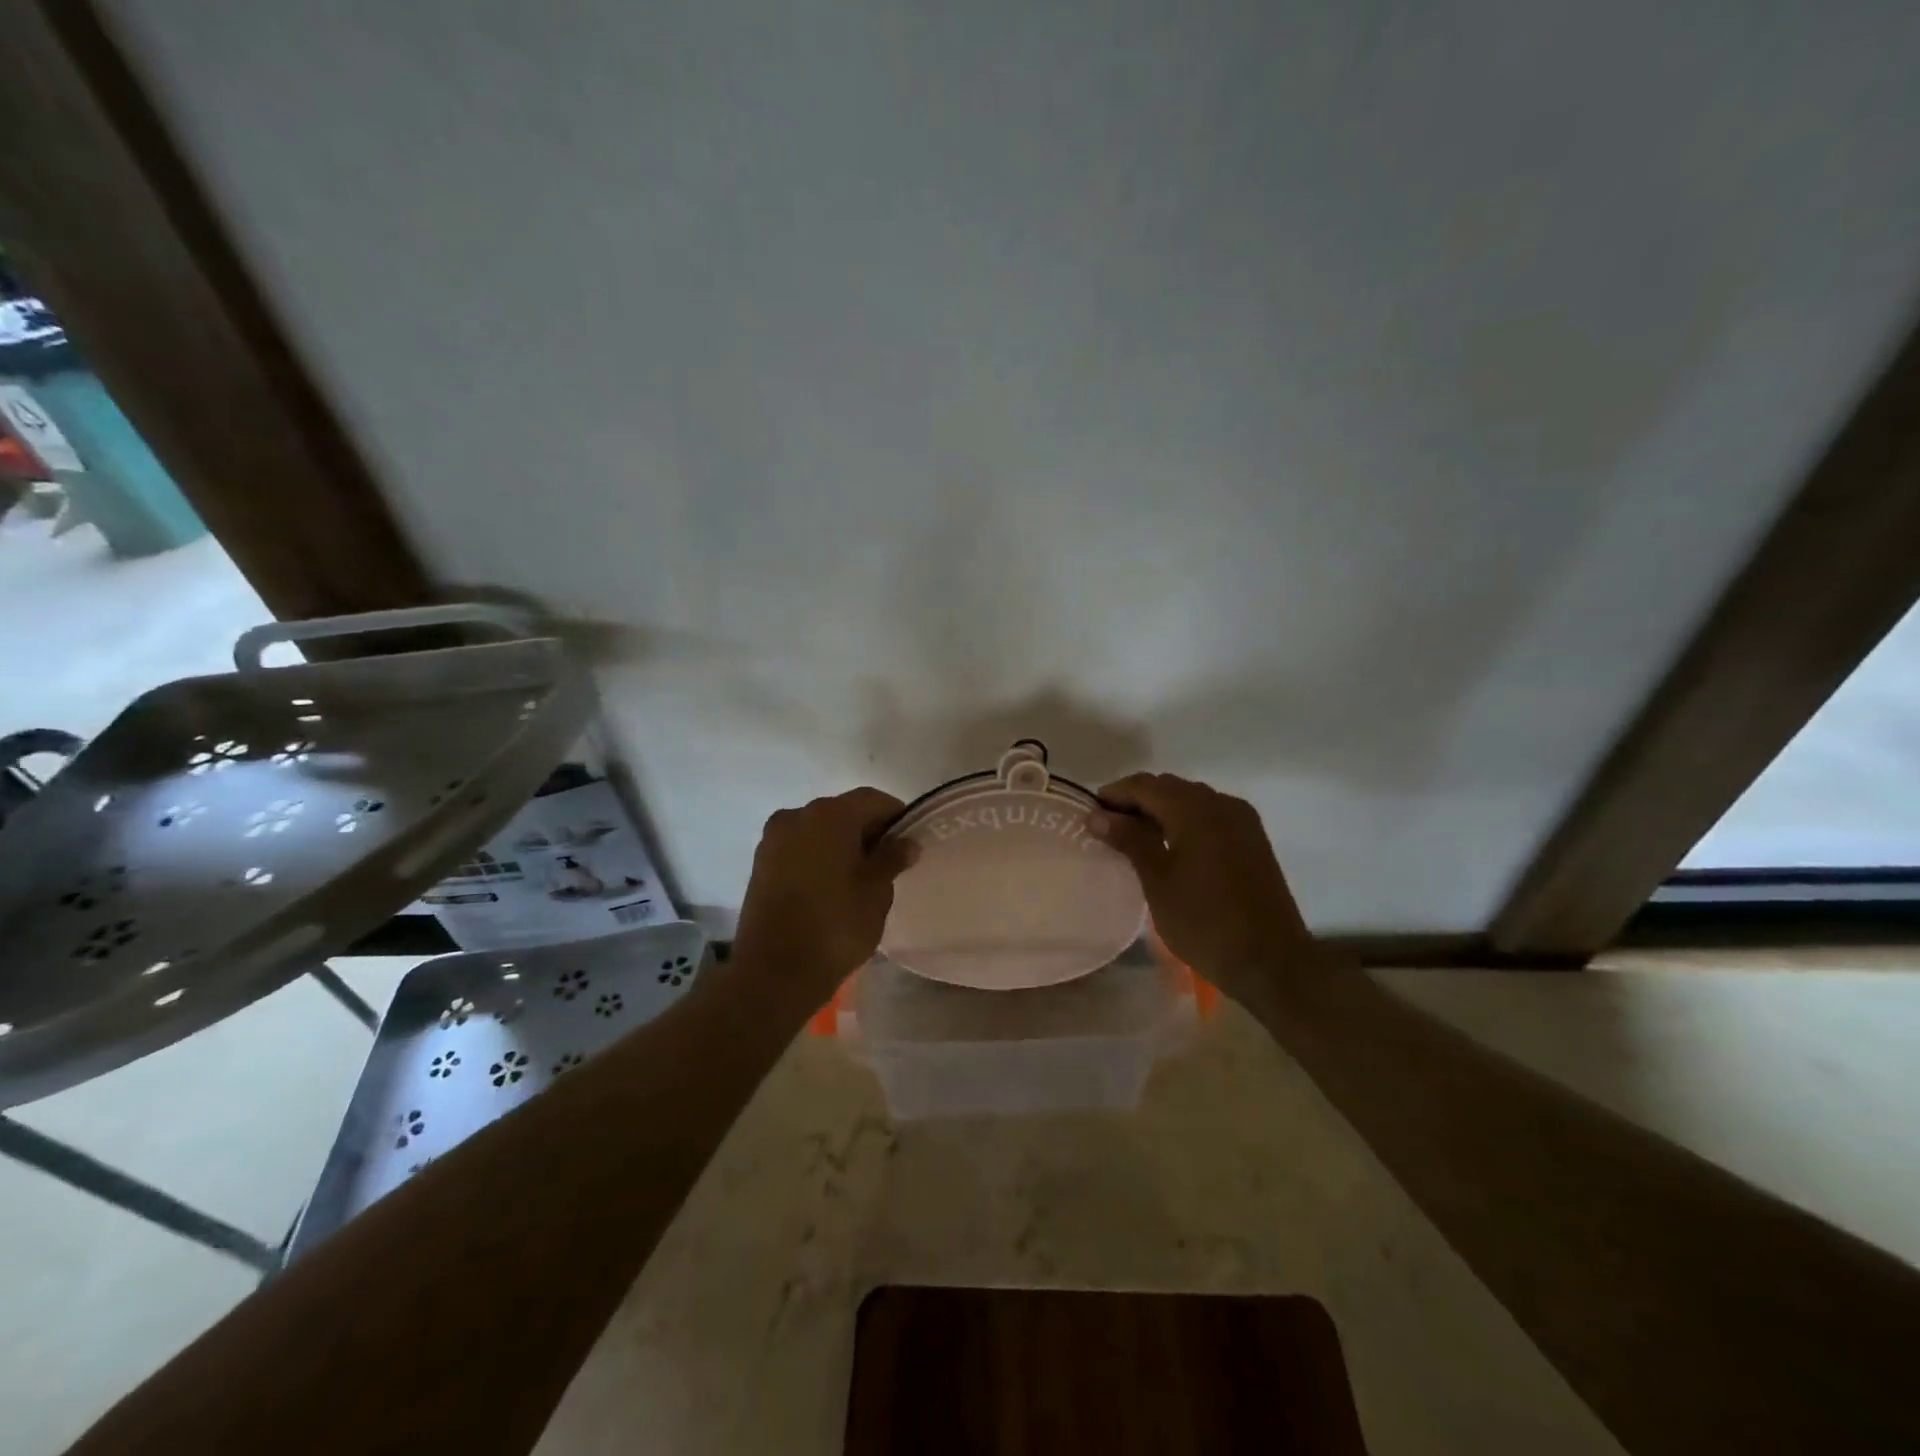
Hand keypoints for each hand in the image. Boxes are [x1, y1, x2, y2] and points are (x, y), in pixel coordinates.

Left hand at [732, 788, 916, 1004]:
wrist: (774, 972)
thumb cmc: (836, 925)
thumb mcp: (876, 892)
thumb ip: (892, 859)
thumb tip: (906, 842)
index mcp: (830, 815)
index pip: (873, 800)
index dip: (896, 817)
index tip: (909, 842)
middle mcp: (798, 815)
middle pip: (843, 812)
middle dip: (867, 830)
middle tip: (888, 862)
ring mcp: (773, 839)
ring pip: (818, 830)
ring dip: (840, 844)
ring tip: (858, 877)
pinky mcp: (760, 863)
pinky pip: (798, 848)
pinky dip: (817, 857)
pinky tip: (830, 885)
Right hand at [1089, 772, 1316, 1005]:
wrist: (1271, 961)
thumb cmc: (1204, 921)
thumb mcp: (1157, 880)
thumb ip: (1129, 839)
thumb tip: (1098, 815)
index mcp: (1195, 809)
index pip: (1145, 785)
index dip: (1114, 794)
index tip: (1089, 813)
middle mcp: (1221, 803)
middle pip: (1169, 787)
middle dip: (1137, 800)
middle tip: (1108, 827)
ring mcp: (1242, 820)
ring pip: (1191, 800)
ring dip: (1161, 810)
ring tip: (1135, 837)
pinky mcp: (1253, 839)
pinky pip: (1210, 815)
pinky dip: (1185, 821)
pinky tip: (1171, 845)